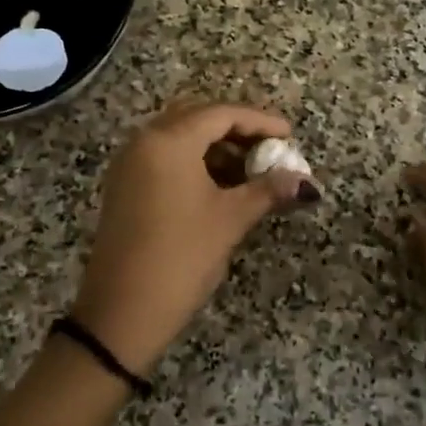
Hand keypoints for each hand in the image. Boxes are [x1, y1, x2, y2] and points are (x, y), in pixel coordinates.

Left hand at [72, 102, 306, 372]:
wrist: (121, 311)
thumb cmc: (181, 256)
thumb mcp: (229, 220)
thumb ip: (267, 191)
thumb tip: (303, 181)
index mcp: (168, 141)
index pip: (220, 114)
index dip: (260, 121)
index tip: (290, 135)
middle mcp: (144, 142)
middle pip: (197, 118)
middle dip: (236, 130)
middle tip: (269, 148)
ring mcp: (129, 164)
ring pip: (179, 138)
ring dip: (215, 147)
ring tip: (250, 170)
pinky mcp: (124, 187)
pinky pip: (164, 158)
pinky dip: (194, 162)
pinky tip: (220, 185)